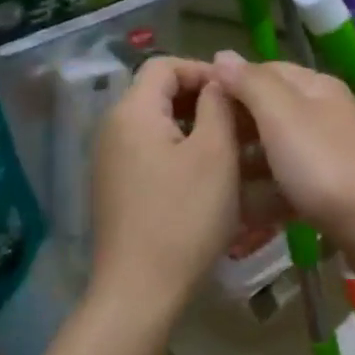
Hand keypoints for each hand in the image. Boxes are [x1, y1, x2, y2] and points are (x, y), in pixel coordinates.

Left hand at [90, 57, 238, 313]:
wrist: (141, 288)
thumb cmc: (185, 216)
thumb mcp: (215, 154)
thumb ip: (218, 106)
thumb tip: (220, 80)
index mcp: (132, 112)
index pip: (165, 65)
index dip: (204, 70)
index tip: (240, 94)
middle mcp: (113, 129)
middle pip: (159, 95)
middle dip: (204, 102)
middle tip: (244, 123)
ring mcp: (111, 162)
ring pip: (159, 128)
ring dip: (197, 130)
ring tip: (236, 151)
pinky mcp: (116, 190)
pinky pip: (152, 155)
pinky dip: (182, 155)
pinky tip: (211, 180)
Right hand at [210, 51, 354, 261]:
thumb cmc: (327, 165)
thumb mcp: (282, 115)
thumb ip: (251, 84)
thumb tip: (222, 55)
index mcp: (315, 88)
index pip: (263, 71)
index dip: (227, 84)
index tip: (189, 106)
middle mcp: (324, 116)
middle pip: (270, 114)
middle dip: (234, 129)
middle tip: (194, 149)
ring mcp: (330, 157)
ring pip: (278, 154)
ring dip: (247, 166)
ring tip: (210, 183)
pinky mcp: (332, 195)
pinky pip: (290, 188)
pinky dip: (267, 196)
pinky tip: (241, 212)